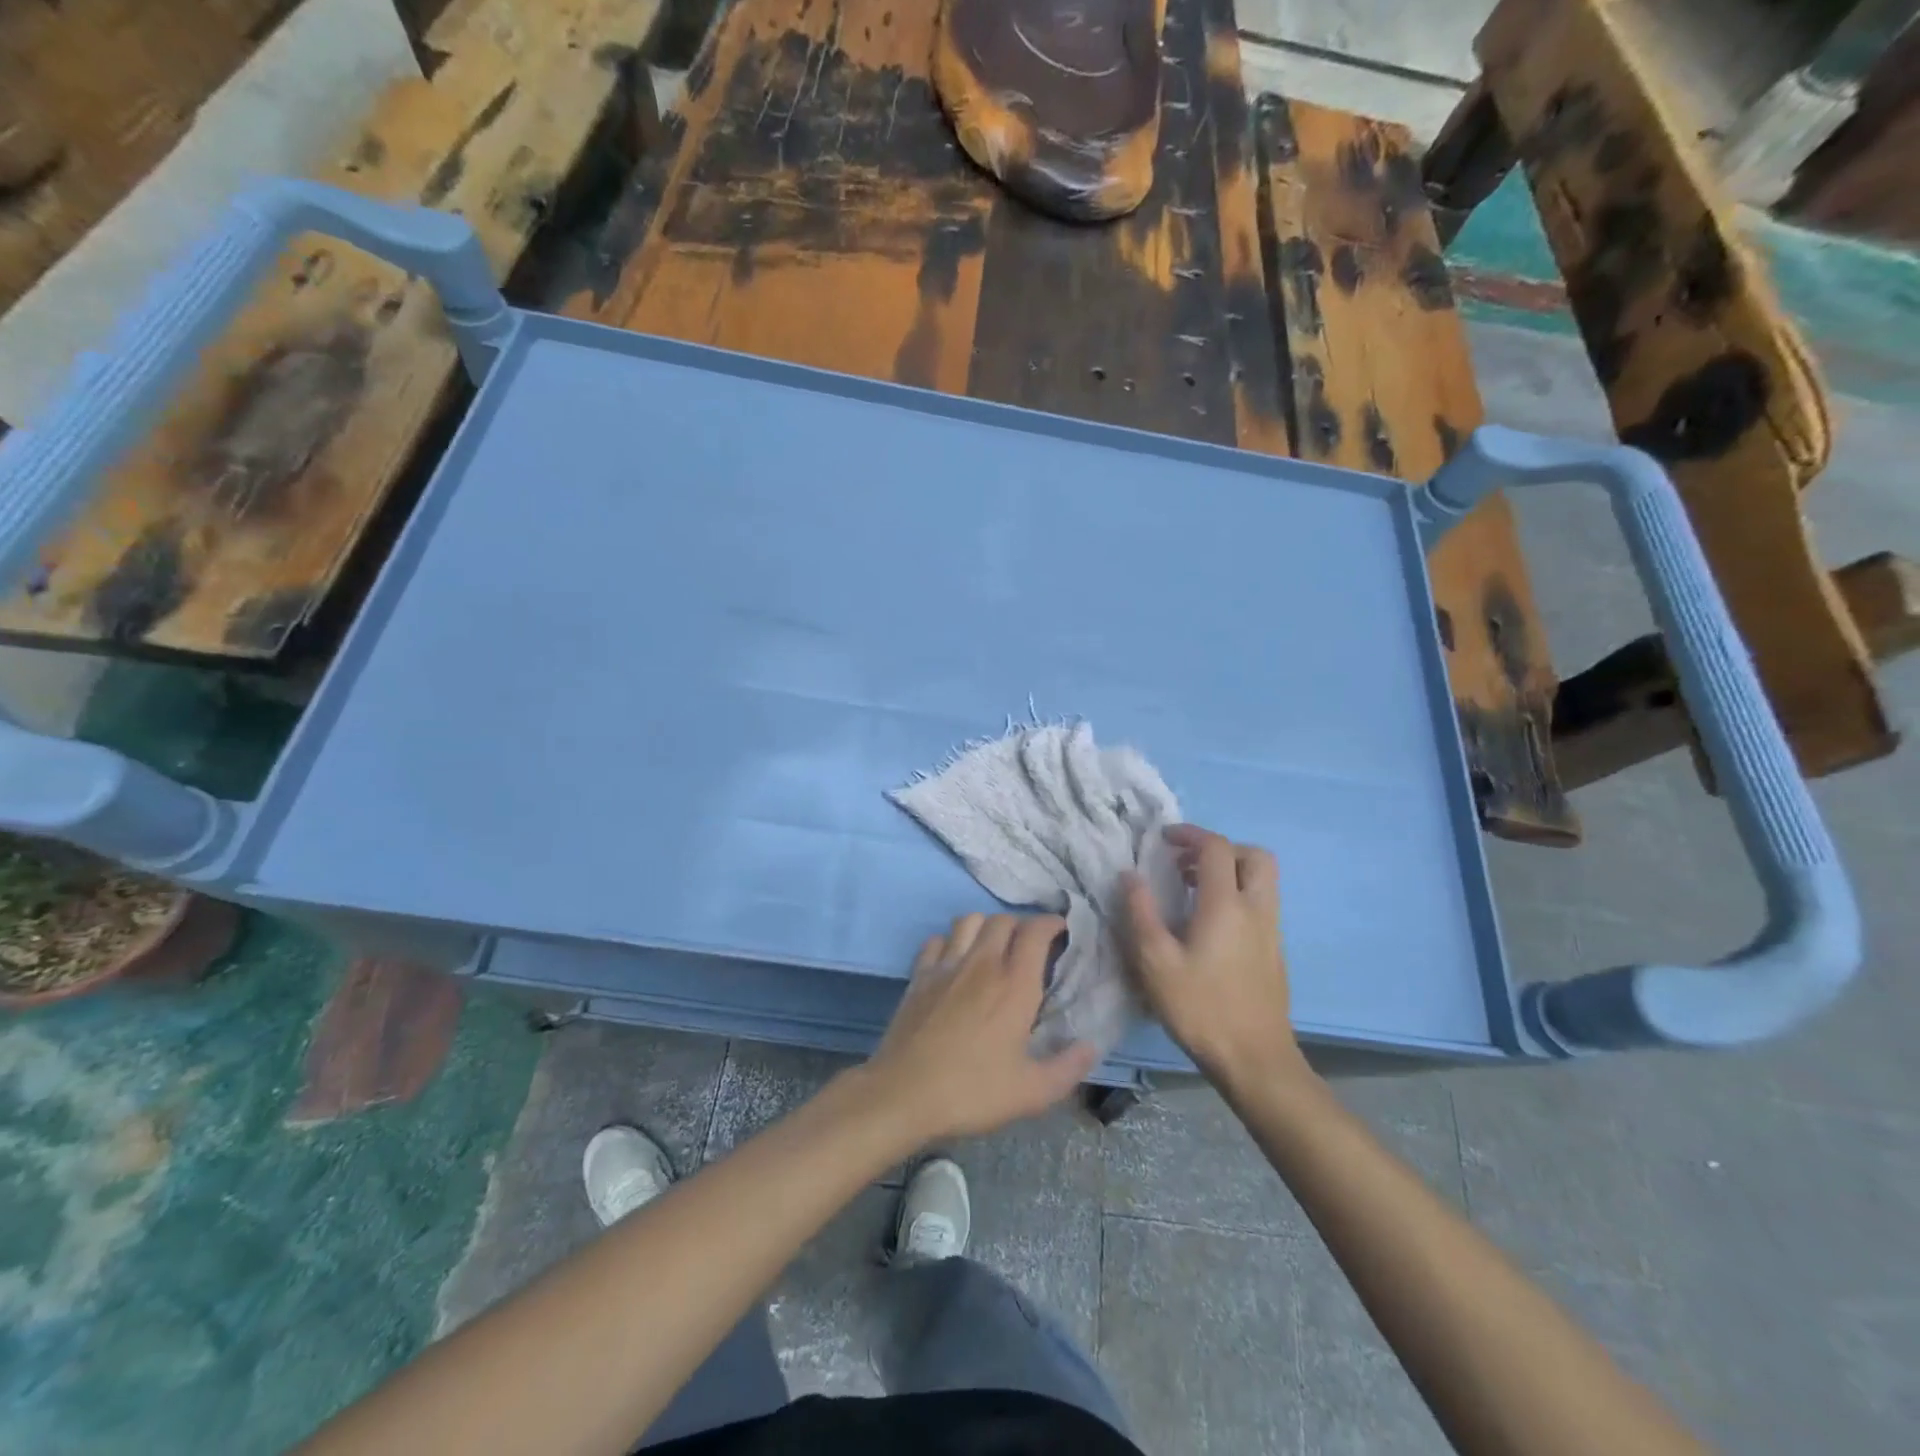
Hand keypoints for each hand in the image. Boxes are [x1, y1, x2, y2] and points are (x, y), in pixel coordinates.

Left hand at [865, 914, 1099, 1144]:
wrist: (903, 1094)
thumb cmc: (972, 1092)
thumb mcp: (1032, 1092)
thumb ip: (1068, 1067)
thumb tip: (1092, 1046)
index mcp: (1014, 984)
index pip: (1035, 931)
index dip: (1051, 923)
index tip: (1061, 931)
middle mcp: (982, 963)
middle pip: (1003, 920)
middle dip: (1021, 926)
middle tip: (1029, 947)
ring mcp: (946, 965)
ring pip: (968, 921)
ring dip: (985, 926)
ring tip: (993, 948)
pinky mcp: (919, 975)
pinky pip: (936, 940)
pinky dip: (949, 942)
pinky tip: (954, 961)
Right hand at [1122, 824, 1302, 1088]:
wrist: (1254, 1059)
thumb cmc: (1200, 1007)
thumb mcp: (1155, 961)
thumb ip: (1140, 912)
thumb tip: (1129, 874)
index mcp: (1226, 904)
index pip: (1217, 847)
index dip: (1190, 834)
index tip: (1163, 839)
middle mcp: (1256, 909)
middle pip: (1254, 856)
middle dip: (1221, 849)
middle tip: (1186, 863)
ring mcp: (1271, 931)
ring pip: (1262, 881)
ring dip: (1230, 872)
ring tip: (1191, 891)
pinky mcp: (1275, 951)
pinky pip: (1261, 904)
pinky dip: (1237, 896)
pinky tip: (1208, 925)